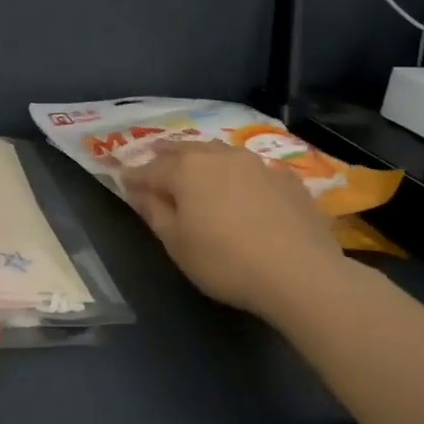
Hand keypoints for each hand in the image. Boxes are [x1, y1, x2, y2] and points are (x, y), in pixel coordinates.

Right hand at [121, 140, 350, 320]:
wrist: (301, 274)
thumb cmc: (225, 261)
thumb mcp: (177, 244)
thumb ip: (154, 212)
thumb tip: (138, 191)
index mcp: (186, 170)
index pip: (150, 169)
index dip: (134, 177)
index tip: (123, 182)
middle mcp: (219, 156)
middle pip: (184, 150)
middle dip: (166, 155)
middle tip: (154, 158)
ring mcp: (257, 164)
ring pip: (220, 153)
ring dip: (202, 158)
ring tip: (196, 167)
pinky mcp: (287, 179)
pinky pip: (253, 169)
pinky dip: (238, 174)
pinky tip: (242, 187)